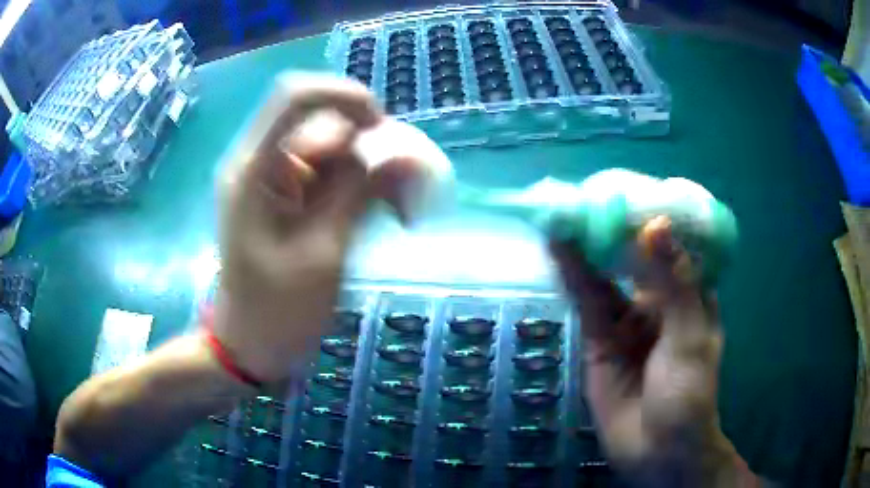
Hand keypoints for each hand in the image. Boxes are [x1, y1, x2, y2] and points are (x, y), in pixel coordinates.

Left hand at [212, 75, 424, 382]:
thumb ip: (361, 194)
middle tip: (406, 188)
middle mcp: (261, 162)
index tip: (383, 130)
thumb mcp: (323, 254)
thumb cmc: (277, 313)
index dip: (345, 97)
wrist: (248, 348)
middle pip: (323, 123)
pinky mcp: (289, 198)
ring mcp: (275, 180)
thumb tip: (406, 153)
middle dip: (370, 147)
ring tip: (402, 213)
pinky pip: (333, 175)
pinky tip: (384, 216)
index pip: (296, 96)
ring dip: (372, 173)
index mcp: (253, 169)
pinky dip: (362, 189)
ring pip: (334, 149)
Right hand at [550, 216, 758, 486]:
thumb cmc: (689, 393)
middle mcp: (658, 301)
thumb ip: (674, 282)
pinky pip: (587, 303)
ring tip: (564, 213)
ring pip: (605, 276)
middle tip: (586, 195)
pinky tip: (559, 249)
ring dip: (586, 247)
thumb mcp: (690, 335)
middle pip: (633, 256)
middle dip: (611, 228)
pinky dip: (573, 276)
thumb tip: (656, 224)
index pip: (671, 244)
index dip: (649, 215)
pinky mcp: (599, 342)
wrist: (657, 450)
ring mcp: (626, 321)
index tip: (628, 189)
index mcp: (689, 293)